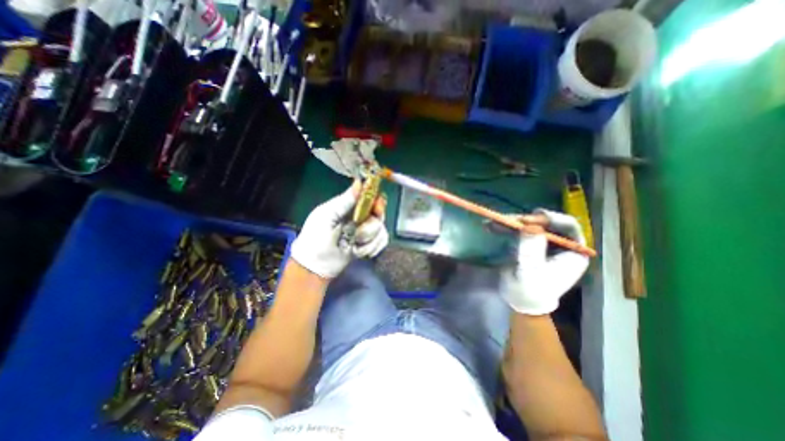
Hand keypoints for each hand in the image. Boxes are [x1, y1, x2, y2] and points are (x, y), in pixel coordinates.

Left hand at [290, 182, 386, 279]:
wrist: (316, 265)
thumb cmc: (316, 236)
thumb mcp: (326, 215)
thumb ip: (344, 201)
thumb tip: (359, 182)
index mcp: (350, 206)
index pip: (370, 197)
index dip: (376, 201)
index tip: (376, 208)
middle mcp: (361, 217)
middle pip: (379, 215)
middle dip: (370, 227)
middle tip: (358, 235)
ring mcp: (367, 231)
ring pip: (381, 230)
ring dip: (368, 240)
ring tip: (353, 246)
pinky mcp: (370, 245)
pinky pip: (382, 242)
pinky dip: (372, 248)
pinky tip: (359, 252)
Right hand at [503, 208, 588, 314]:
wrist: (518, 300)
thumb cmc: (530, 291)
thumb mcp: (531, 272)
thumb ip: (531, 250)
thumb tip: (531, 227)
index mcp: (573, 252)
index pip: (568, 226)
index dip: (550, 219)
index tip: (529, 219)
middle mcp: (560, 243)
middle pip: (546, 222)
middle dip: (526, 220)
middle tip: (506, 219)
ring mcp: (543, 242)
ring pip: (530, 224)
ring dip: (511, 222)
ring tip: (493, 222)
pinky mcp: (528, 242)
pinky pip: (518, 230)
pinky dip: (505, 227)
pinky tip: (490, 226)